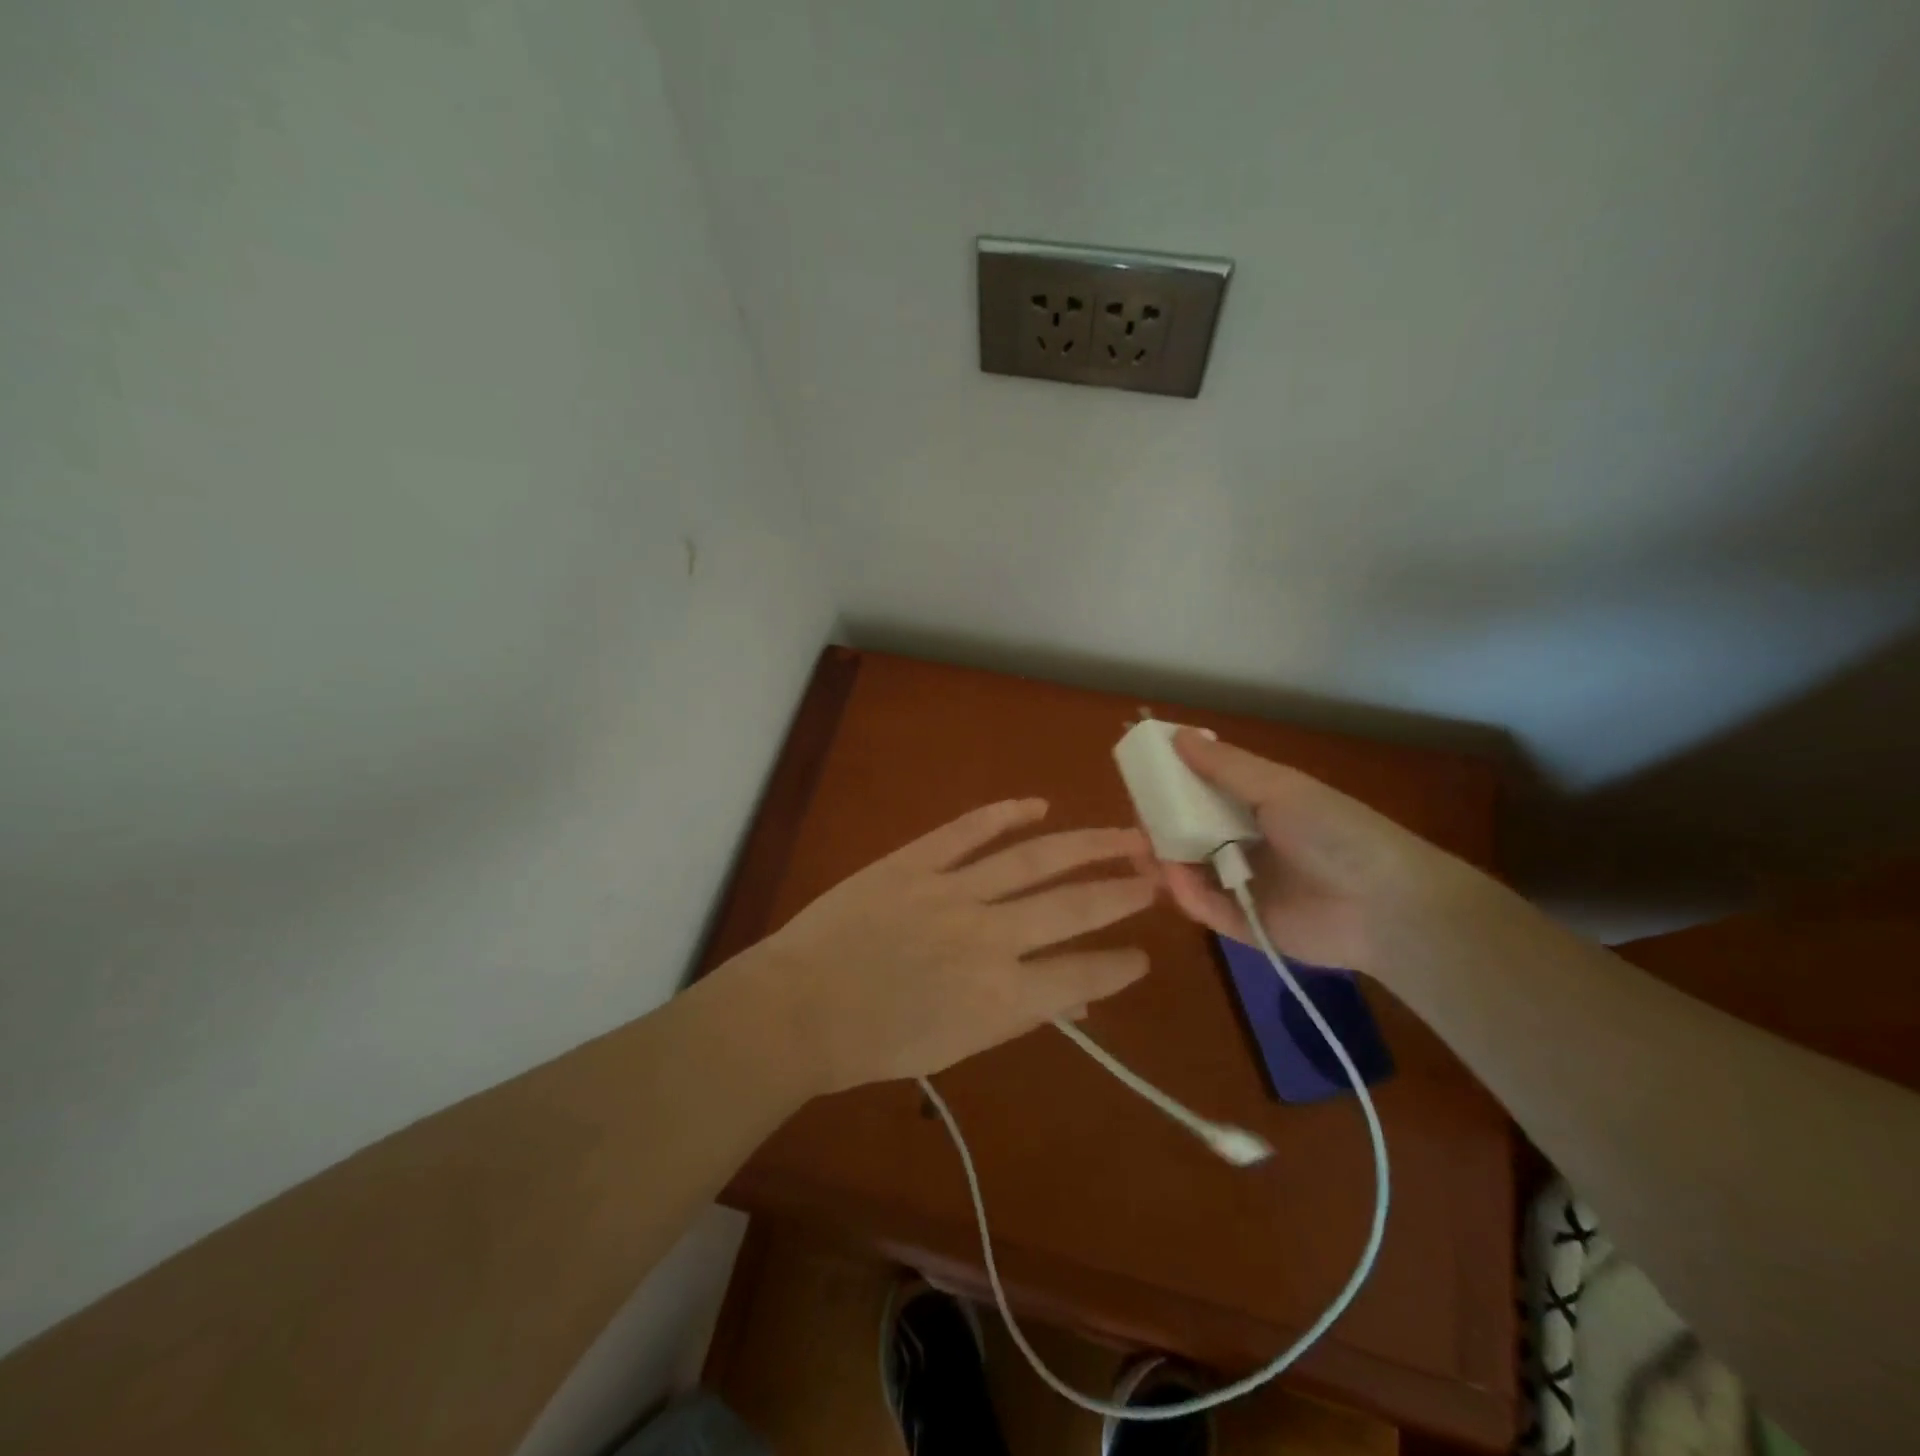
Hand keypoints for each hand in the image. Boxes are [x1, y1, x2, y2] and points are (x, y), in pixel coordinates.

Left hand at [748, 799, 1156, 1092]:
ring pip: (1033, 859)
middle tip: (1155, 877)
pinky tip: (1037, 804)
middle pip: (1073, 906)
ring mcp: (952, 891)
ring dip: (1085, 844)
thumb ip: (1019, 1014)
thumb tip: (1075, 995)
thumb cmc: (875, 1043)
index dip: (1120, 965)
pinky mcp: (915, 861)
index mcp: (1001, 997)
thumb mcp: (958, 1046)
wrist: (799, 1009)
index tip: (1143, 954)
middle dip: (1121, 891)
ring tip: (1124, 835)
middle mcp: (990, 937)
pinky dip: (1005, 813)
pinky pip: (968, 830)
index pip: (1081, 974)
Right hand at [1156, 729, 1466, 975]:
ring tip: (1140, 853)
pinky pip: (1204, 905)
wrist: (1384, 905)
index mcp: (1258, 807)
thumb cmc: (1333, 832)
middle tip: (1133, 822)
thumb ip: (1224, 766)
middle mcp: (1247, 843)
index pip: (1203, 793)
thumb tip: (1176, 734)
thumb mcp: (1279, 787)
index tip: (1141, 778)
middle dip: (1160, 827)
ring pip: (1191, 870)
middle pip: (1191, 833)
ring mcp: (1243, 884)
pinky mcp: (1242, 923)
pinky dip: (1186, 892)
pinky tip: (1174, 878)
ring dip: (1164, 860)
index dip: (1172, 785)